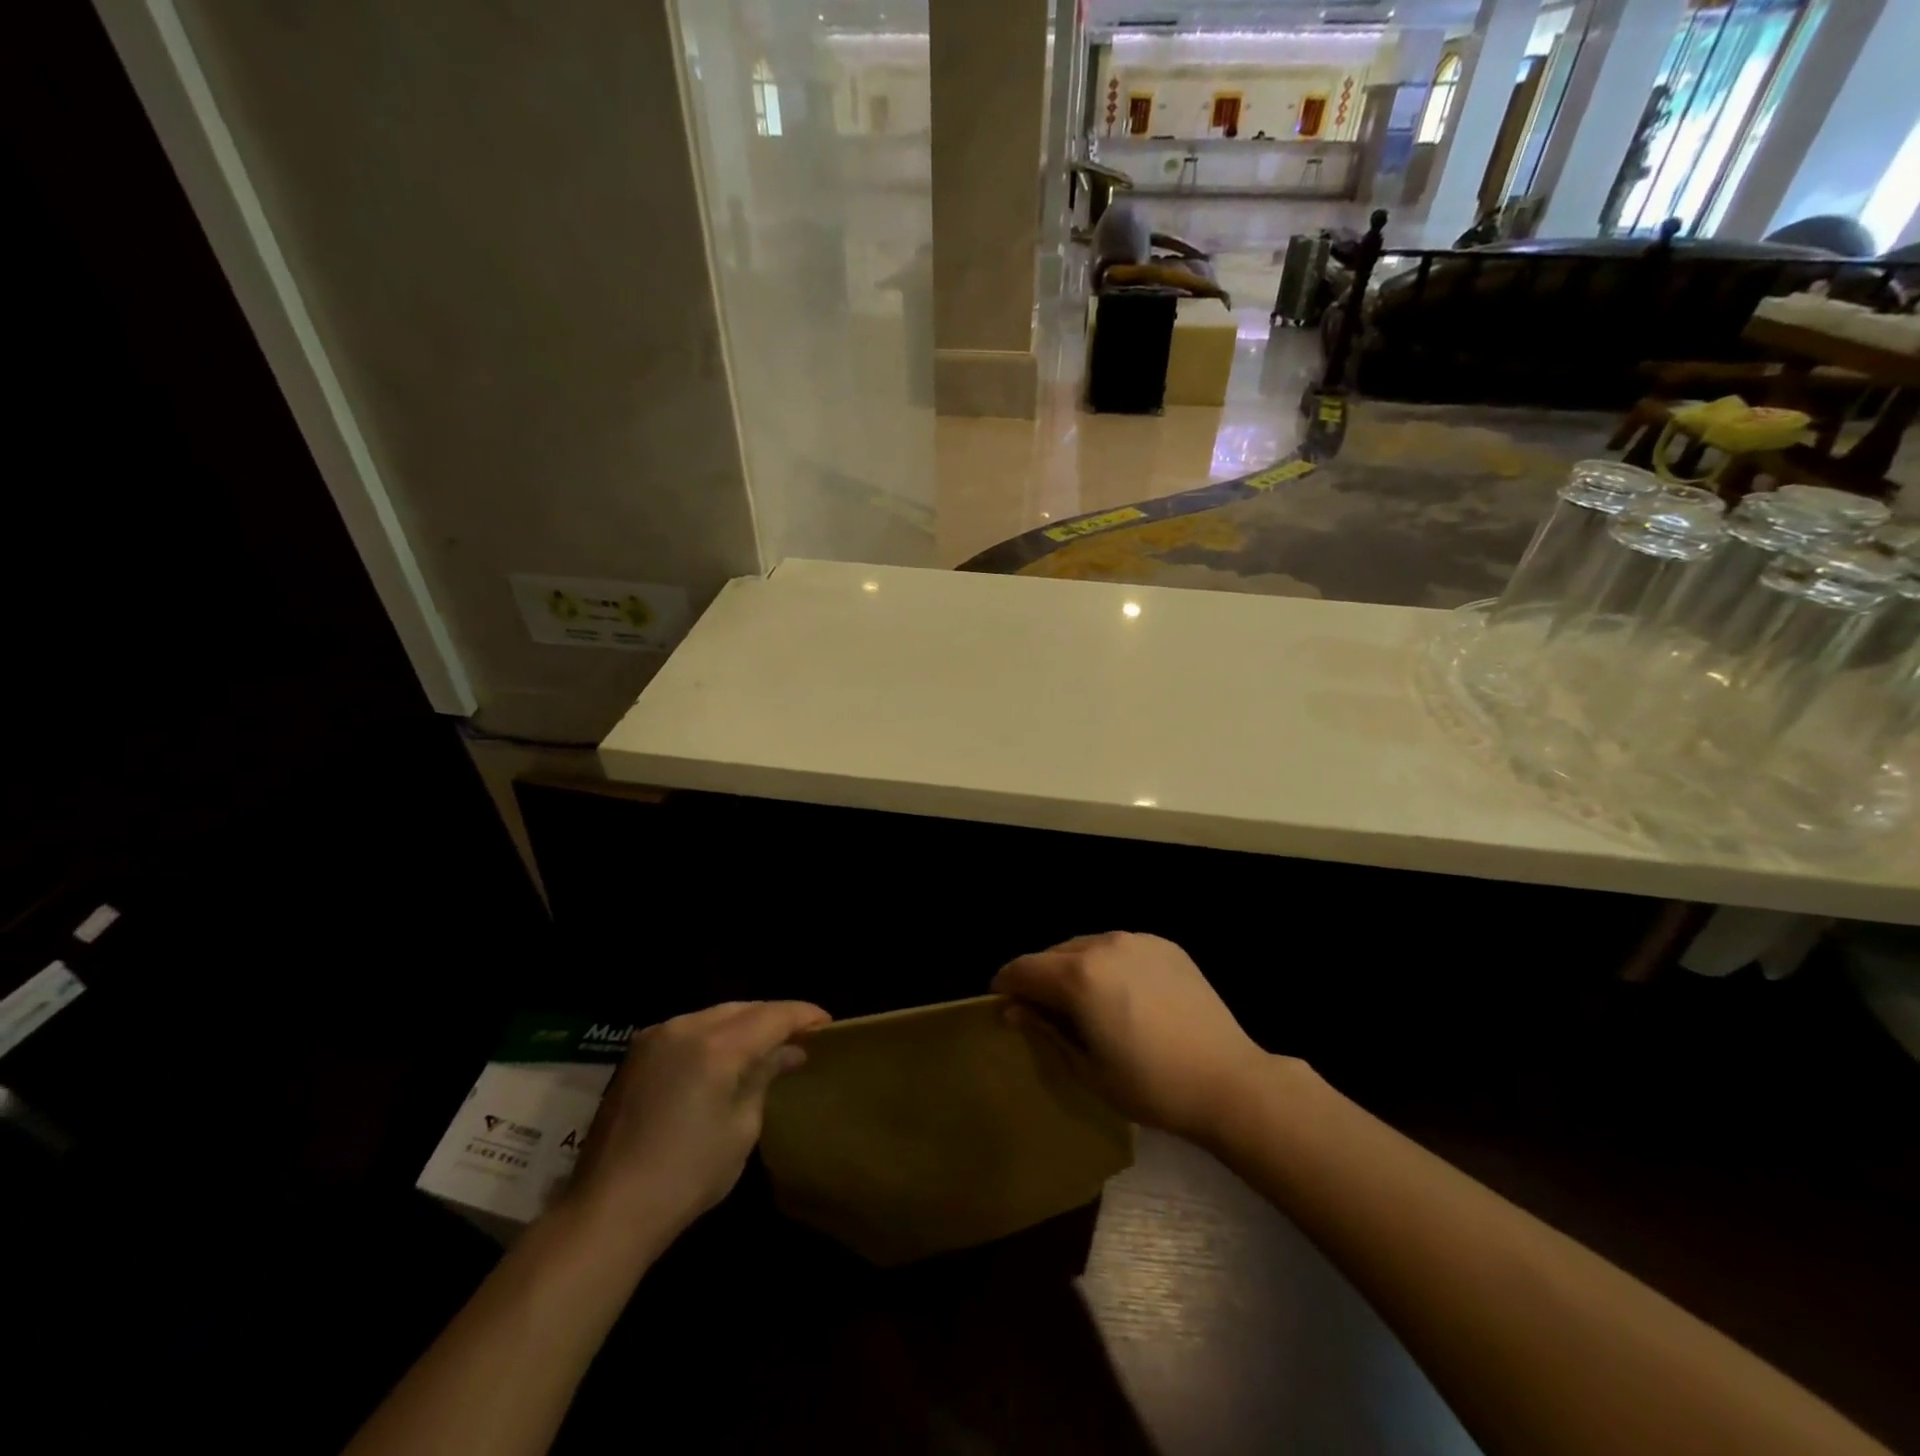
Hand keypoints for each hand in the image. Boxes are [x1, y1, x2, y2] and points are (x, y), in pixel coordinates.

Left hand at [568, 1001, 829, 1238]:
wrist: (607, 1210)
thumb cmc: (687, 1175)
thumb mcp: (741, 1127)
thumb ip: (765, 1076)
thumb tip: (789, 1052)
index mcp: (716, 1046)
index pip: (773, 1015)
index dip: (803, 1016)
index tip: (828, 1025)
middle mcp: (686, 1027)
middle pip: (745, 1008)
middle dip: (775, 1018)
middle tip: (801, 1037)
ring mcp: (657, 1036)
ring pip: (716, 1014)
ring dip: (745, 1024)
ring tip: (768, 1045)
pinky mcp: (638, 1052)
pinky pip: (690, 1028)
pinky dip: (716, 1034)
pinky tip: (727, 1055)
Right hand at [993, 932, 1270, 1143]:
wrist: (1228, 1080)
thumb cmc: (1151, 1086)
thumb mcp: (1088, 1070)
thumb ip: (1045, 1032)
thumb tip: (1013, 1010)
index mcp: (1078, 976)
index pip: (1023, 969)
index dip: (1006, 986)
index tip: (1002, 1004)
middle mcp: (1103, 945)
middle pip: (1053, 954)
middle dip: (1040, 977)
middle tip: (1042, 1010)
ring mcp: (1137, 940)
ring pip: (1086, 945)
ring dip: (1073, 968)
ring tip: (1083, 1002)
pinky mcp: (1164, 945)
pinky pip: (1119, 947)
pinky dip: (1107, 963)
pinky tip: (1121, 994)